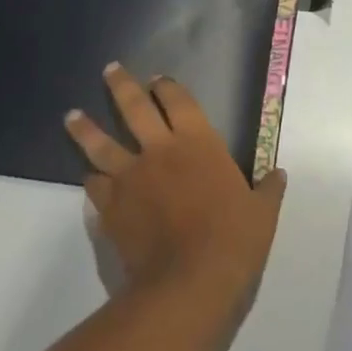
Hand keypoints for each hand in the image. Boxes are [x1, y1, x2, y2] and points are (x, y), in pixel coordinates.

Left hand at [65, 64, 286, 311]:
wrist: (188, 280)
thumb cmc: (233, 238)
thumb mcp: (262, 212)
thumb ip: (268, 189)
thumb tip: (279, 174)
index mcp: (198, 141)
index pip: (177, 100)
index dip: (165, 87)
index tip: (157, 81)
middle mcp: (159, 149)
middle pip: (133, 107)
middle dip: (120, 85)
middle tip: (109, 70)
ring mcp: (131, 177)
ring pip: (101, 143)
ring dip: (85, 127)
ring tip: (72, 115)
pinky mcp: (112, 207)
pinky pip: (95, 185)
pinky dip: (91, 179)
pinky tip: (87, 176)